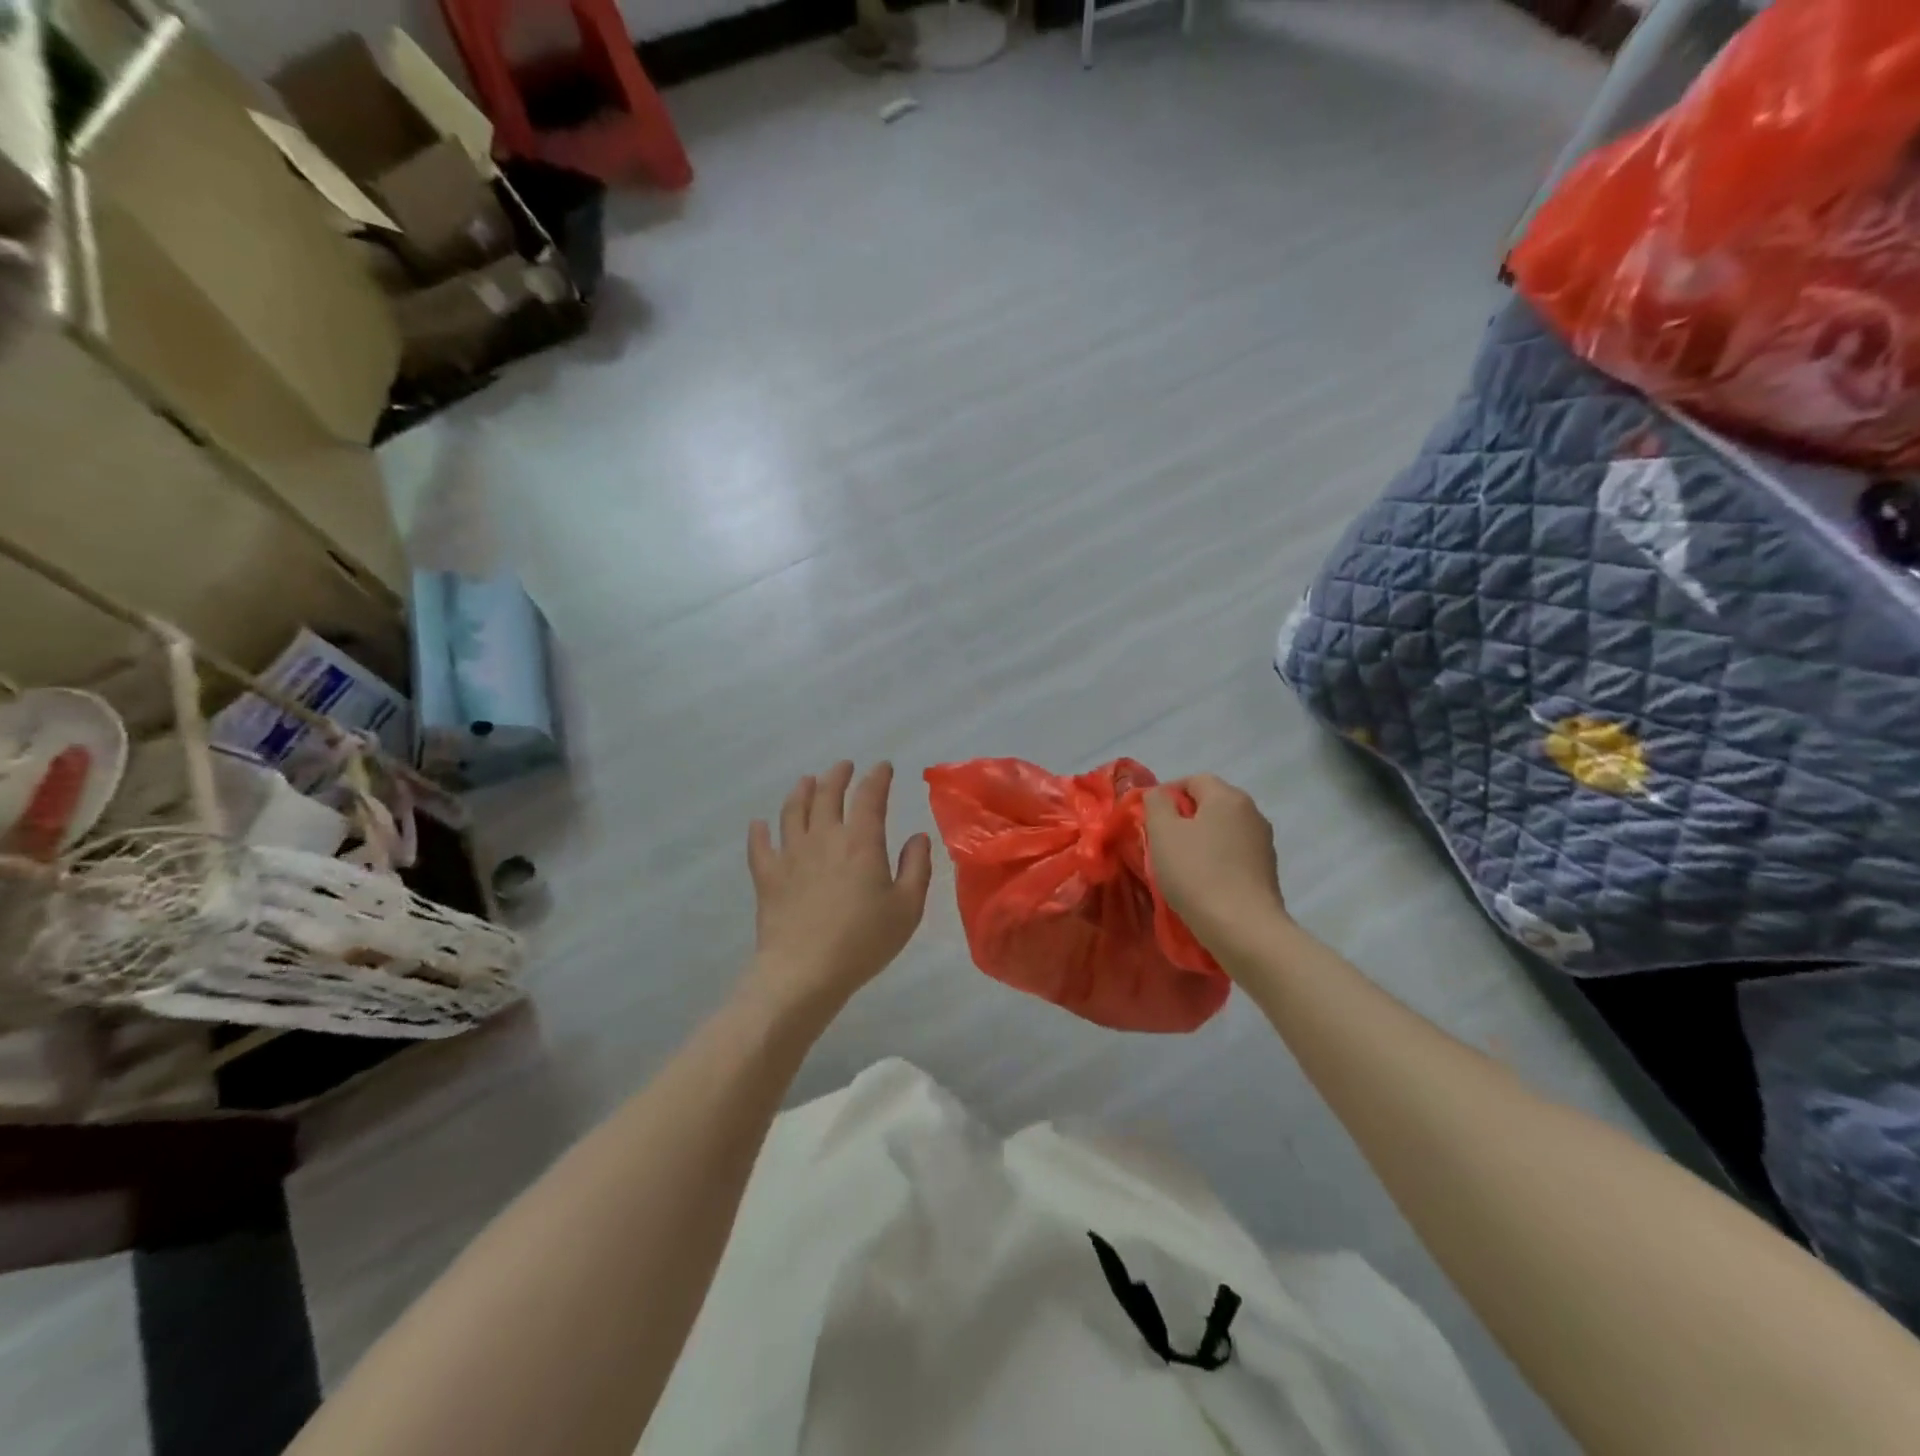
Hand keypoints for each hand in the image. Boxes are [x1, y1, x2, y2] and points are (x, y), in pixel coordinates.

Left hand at [746, 761, 932, 1017]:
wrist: (804, 972)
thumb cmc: (863, 941)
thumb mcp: (907, 908)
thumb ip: (916, 868)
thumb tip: (918, 837)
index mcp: (861, 842)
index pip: (869, 797)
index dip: (877, 778)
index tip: (883, 767)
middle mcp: (824, 838)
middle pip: (827, 794)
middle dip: (838, 776)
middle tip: (844, 767)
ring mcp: (791, 855)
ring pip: (793, 811)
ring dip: (801, 791)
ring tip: (807, 781)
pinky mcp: (767, 877)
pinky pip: (760, 846)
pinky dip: (759, 832)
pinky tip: (759, 825)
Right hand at [1144, 775, 1287, 959]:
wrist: (1243, 927)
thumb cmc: (1196, 873)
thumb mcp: (1163, 832)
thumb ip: (1156, 804)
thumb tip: (1160, 794)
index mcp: (1228, 797)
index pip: (1193, 780)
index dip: (1167, 793)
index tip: (1149, 818)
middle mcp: (1252, 812)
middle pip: (1211, 803)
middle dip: (1185, 817)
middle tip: (1162, 841)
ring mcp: (1264, 842)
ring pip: (1224, 829)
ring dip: (1202, 839)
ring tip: (1181, 864)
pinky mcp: (1268, 870)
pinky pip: (1235, 853)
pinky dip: (1217, 859)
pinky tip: (1204, 881)